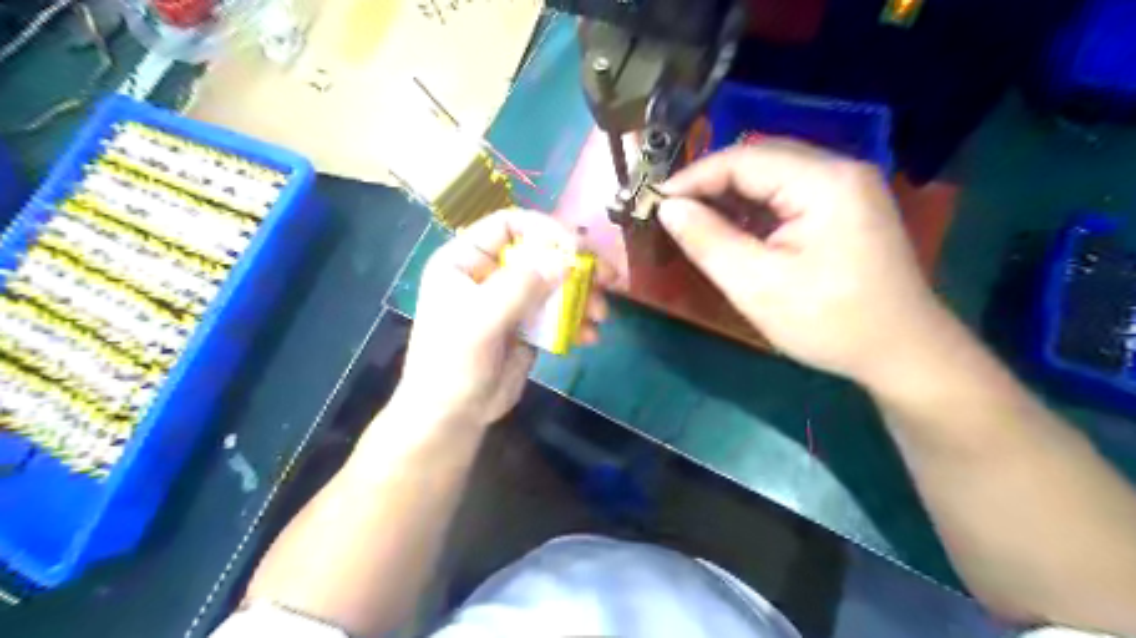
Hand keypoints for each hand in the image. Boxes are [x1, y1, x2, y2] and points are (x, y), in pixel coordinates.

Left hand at [398, 209, 611, 427]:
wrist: (452, 416)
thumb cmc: (453, 362)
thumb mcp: (480, 320)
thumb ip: (520, 287)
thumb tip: (566, 259)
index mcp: (467, 260)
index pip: (509, 225)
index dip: (545, 229)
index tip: (576, 248)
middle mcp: (491, 274)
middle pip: (540, 253)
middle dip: (576, 265)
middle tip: (608, 278)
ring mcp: (511, 301)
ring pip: (555, 284)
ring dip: (582, 296)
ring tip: (601, 315)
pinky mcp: (528, 326)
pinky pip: (558, 313)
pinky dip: (577, 321)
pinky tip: (589, 336)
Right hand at [662, 139, 951, 382]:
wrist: (901, 353)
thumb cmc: (829, 322)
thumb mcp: (757, 286)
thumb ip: (708, 241)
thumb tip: (668, 207)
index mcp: (824, 181)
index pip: (743, 159)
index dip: (694, 177)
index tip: (655, 202)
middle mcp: (839, 170)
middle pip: (760, 160)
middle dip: (711, 184)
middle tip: (673, 213)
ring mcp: (847, 187)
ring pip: (773, 176)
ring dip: (732, 196)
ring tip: (697, 223)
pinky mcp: (846, 207)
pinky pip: (789, 195)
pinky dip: (756, 209)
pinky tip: (736, 232)